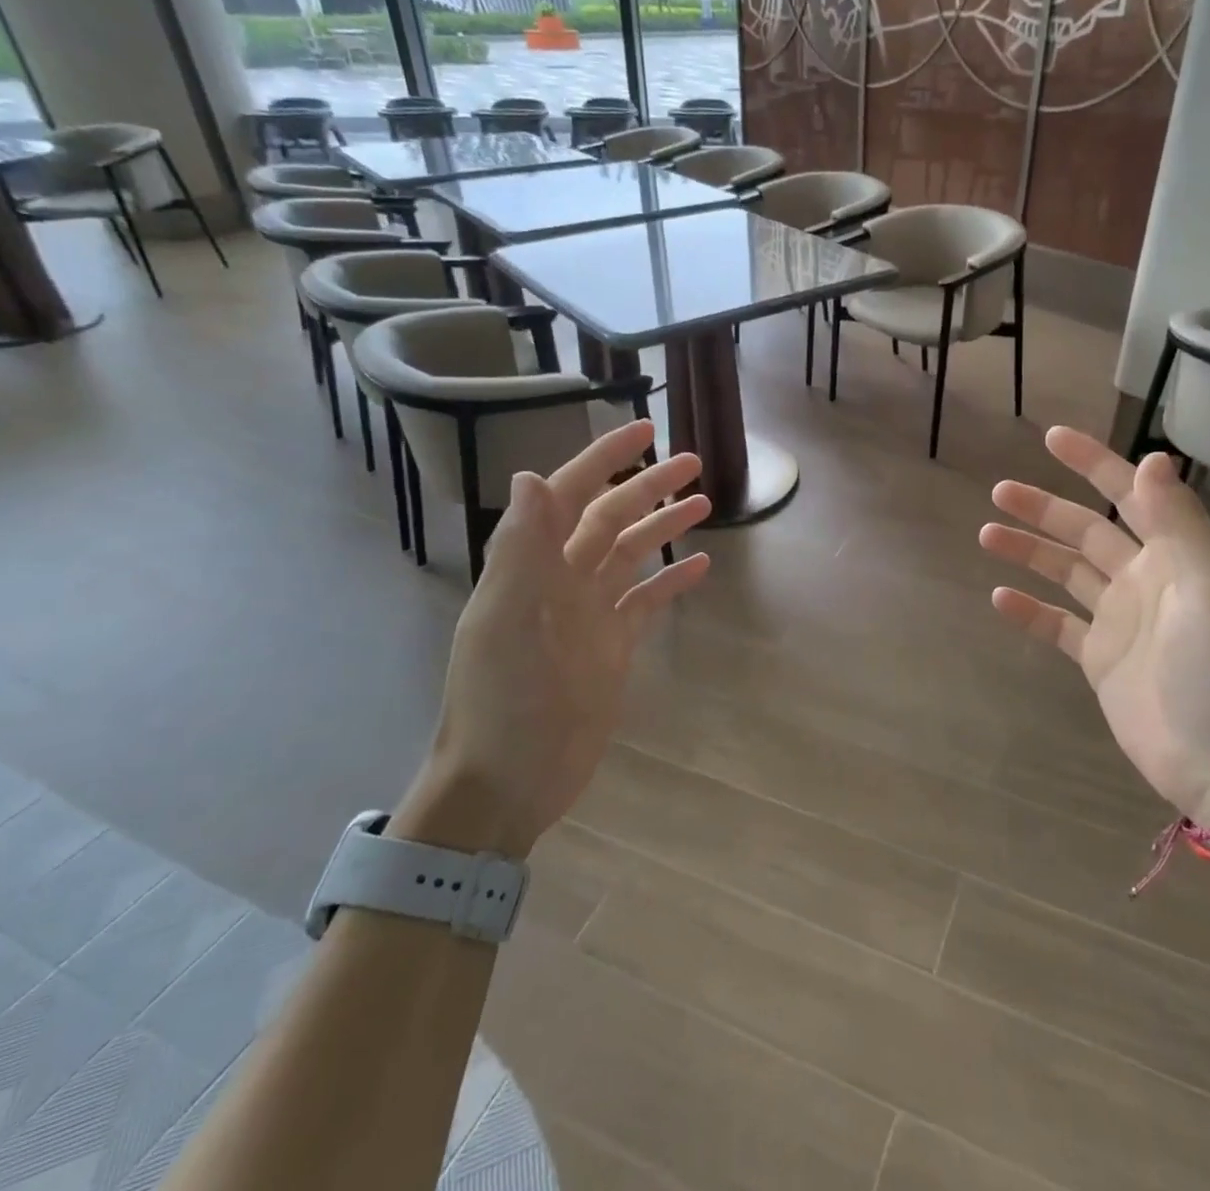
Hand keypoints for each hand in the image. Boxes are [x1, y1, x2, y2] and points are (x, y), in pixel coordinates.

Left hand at [395, 420, 711, 858]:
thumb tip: (530, 474)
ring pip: (630, 555)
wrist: (508, 782)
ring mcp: (588, 614)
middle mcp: (561, 580)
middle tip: (693, 462)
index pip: (570, 494)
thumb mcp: (509, 623)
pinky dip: (670, 582)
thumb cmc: (504, 702)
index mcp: (532, 567)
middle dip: (648, 486)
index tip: (643, 428)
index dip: (604, 458)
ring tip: (705, 503)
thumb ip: (522, 550)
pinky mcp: (611, 647)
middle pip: (610, 518)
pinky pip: (645, 602)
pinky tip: (700, 568)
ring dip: (663, 527)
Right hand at [979, 427, 1209, 815]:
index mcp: (1175, 556)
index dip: (1094, 463)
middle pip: (1087, 530)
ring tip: (986, 534)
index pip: (1130, 494)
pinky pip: (1057, 625)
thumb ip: (1177, 522)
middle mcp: (1144, 579)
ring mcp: (1118, 620)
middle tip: (1000, 491)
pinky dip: (1030, 610)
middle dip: (1045, 508)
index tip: (1052, 438)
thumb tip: (1152, 456)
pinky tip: (1000, 598)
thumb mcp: (1206, 587)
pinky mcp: (1099, 659)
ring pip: (1066, 572)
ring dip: (1029, 551)